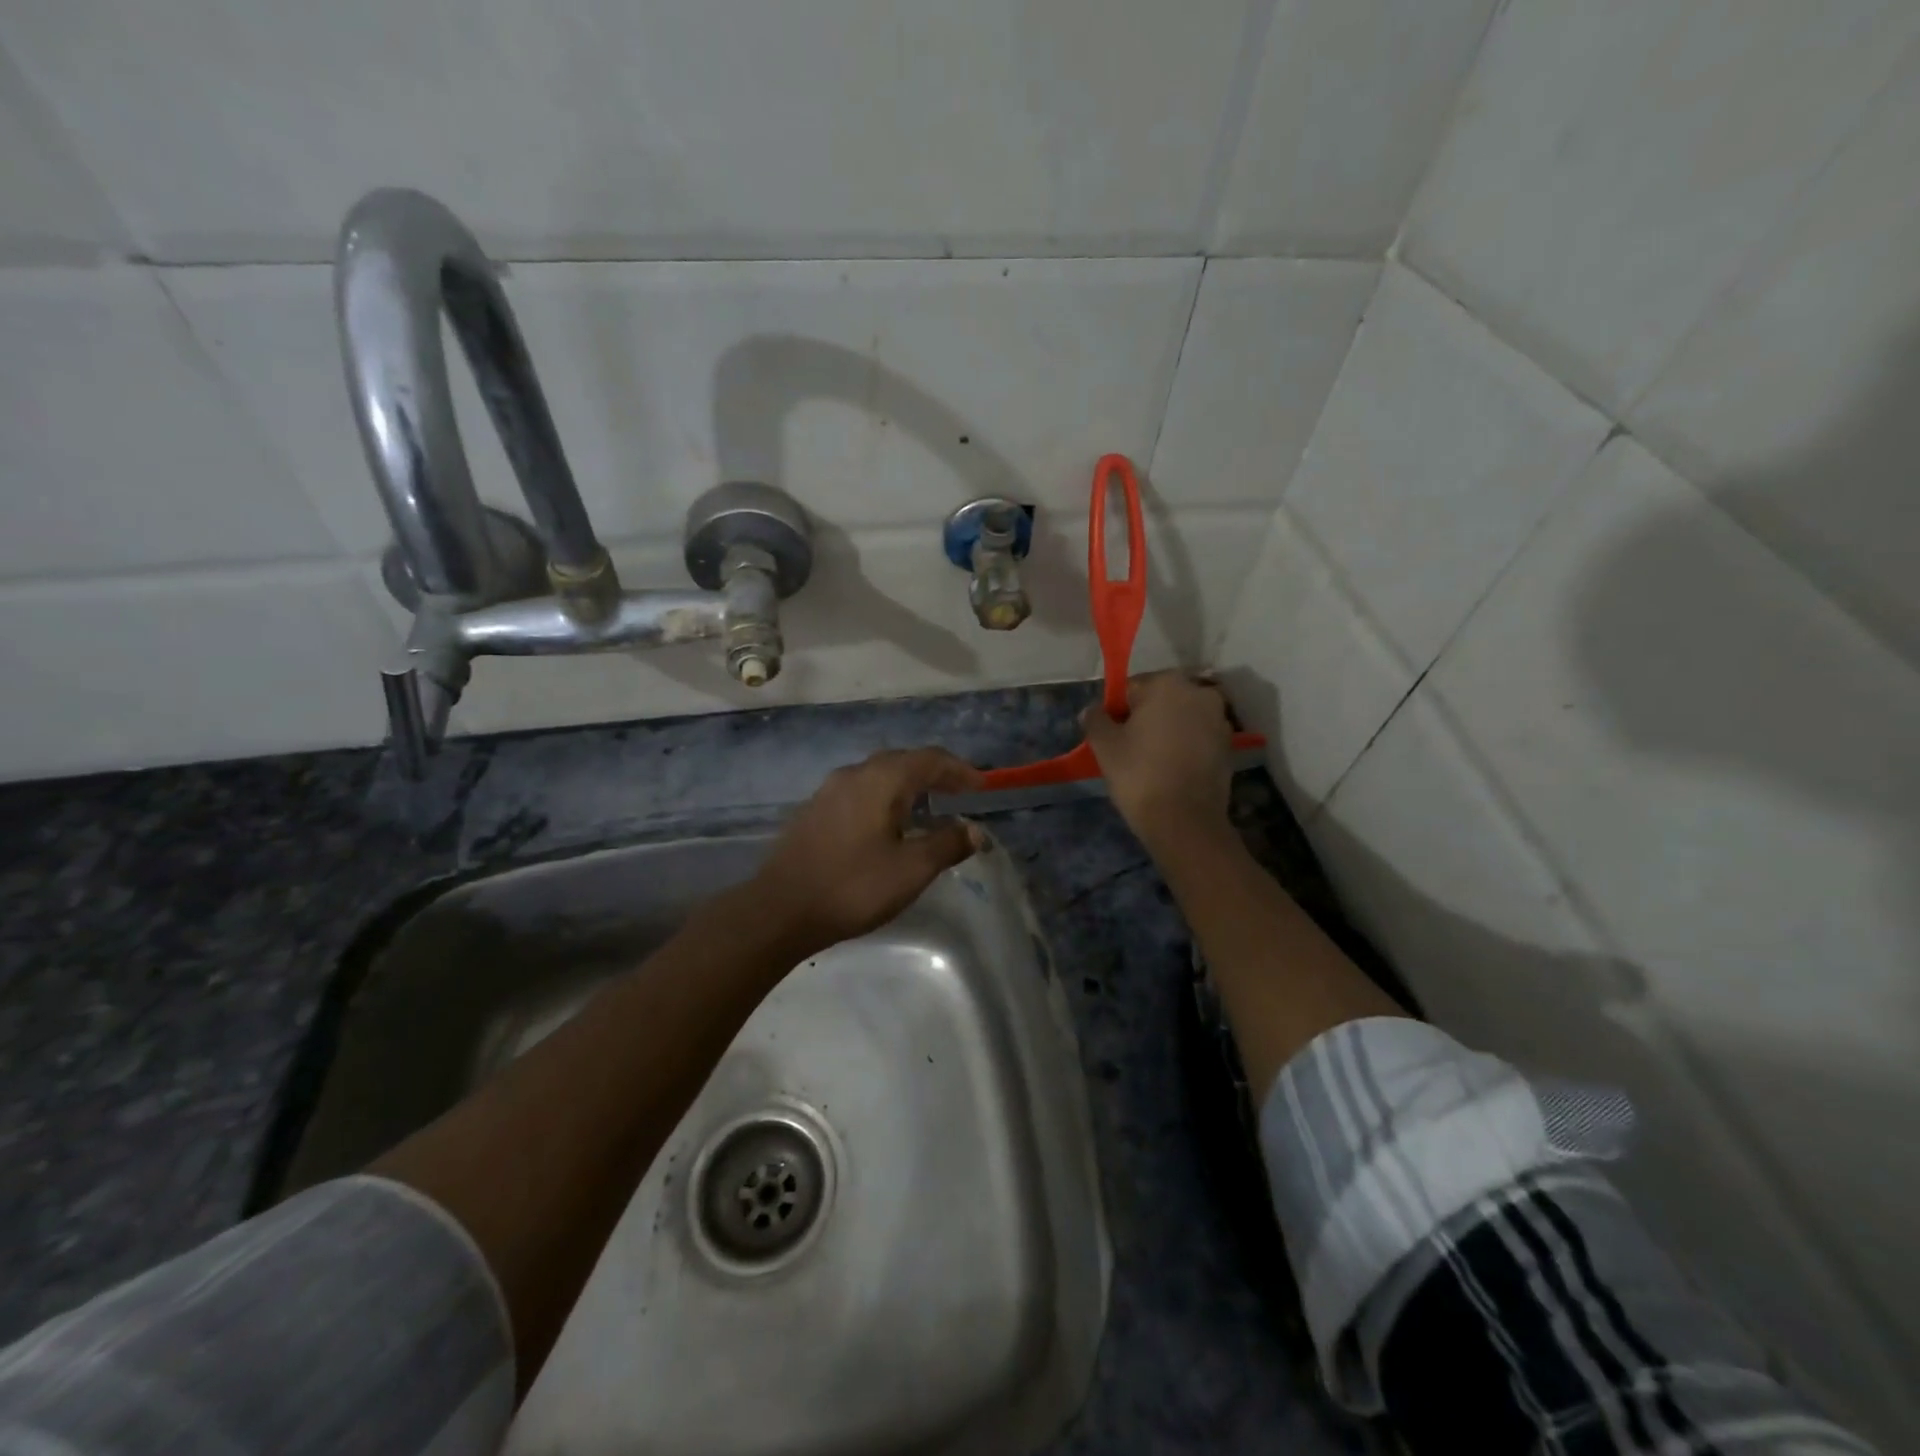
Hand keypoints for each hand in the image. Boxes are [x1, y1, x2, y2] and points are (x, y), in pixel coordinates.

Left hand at [750, 747, 986, 956]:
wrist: (780, 909)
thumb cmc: (853, 887)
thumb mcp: (911, 869)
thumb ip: (947, 844)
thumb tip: (975, 830)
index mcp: (881, 780)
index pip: (930, 759)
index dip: (960, 771)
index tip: (982, 787)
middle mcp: (855, 774)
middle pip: (904, 761)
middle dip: (936, 774)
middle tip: (961, 793)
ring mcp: (829, 790)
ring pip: (879, 775)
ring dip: (909, 785)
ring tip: (930, 807)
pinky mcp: (815, 810)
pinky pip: (861, 791)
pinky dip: (885, 797)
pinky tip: (889, 823)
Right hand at [1082, 671, 1233, 853]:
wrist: (1185, 822)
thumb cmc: (1140, 775)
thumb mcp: (1105, 746)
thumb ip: (1095, 720)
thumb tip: (1091, 711)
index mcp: (1168, 684)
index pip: (1132, 687)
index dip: (1117, 710)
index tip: (1110, 735)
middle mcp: (1200, 693)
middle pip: (1160, 699)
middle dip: (1144, 717)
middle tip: (1128, 747)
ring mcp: (1220, 720)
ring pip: (1181, 718)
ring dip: (1167, 731)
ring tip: (1150, 761)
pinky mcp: (1229, 746)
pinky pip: (1198, 737)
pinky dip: (1185, 746)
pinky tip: (1171, 769)